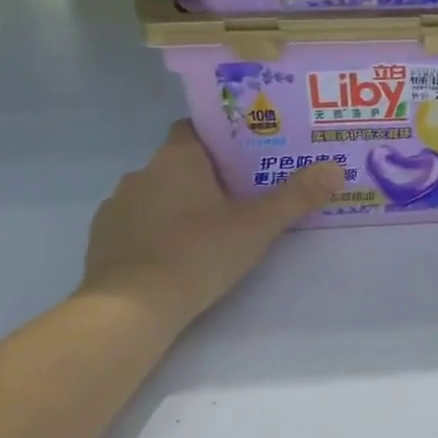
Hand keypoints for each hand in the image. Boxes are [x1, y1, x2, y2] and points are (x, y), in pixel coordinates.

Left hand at [77, 121, 343, 333]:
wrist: (128, 310)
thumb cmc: (196, 254)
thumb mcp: (257, 226)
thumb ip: (297, 196)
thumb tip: (336, 169)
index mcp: (176, 158)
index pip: (196, 127)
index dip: (222, 136)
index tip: (248, 150)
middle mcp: (141, 173)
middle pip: (180, 162)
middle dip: (209, 174)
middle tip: (244, 192)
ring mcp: (116, 207)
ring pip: (157, 193)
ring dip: (180, 203)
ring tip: (212, 226)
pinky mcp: (101, 241)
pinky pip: (137, 223)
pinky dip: (156, 230)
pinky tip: (177, 253)